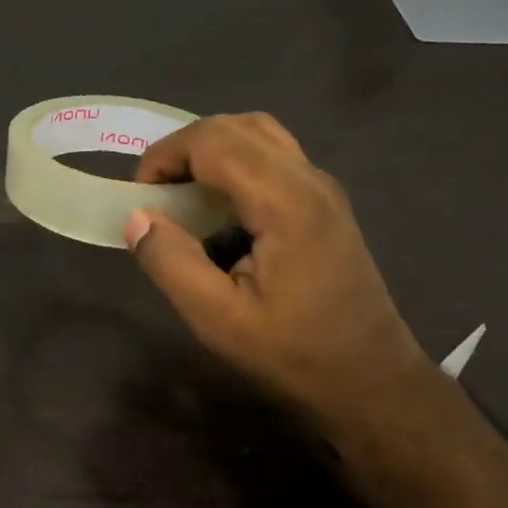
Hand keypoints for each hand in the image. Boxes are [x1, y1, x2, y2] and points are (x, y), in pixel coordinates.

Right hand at [124, 113, 435, 439]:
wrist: (371, 381)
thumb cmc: (294, 354)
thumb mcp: (218, 319)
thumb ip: (171, 263)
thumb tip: (136, 218)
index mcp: (285, 202)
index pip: (215, 140)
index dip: (166, 156)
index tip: (139, 197)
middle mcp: (309, 180)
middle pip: (237, 126)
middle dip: (185, 149)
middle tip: (156, 193)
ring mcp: (323, 189)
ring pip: (260, 135)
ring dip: (212, 152)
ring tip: (184, 195)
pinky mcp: (325, 205)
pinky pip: (274, 158)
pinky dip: (236, 166)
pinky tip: (221, 213)